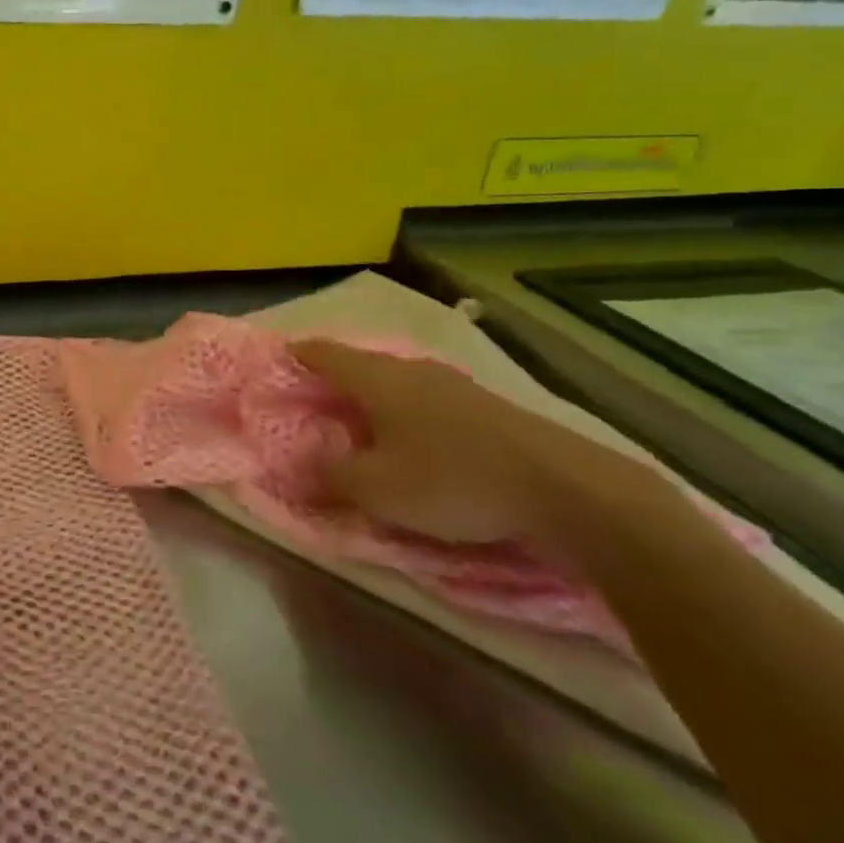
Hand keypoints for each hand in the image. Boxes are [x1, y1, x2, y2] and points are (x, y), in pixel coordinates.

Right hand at [290, 339, 568, 545]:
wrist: (566, 488)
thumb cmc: (452, 480)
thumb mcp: (376, 489)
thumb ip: (330, 475)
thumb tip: (299, 464)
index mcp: (377, 379)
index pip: (323, 353)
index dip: (296, 355)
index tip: (277, 359)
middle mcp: (411, 370)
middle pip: (360, 365)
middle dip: (334, 378)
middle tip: (312, 398)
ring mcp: (453, 385)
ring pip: (396, 382)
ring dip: (372, 397)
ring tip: (358, 419)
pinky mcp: (485, 408)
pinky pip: (426, 400)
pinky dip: (405, 412)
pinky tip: (411, 436)